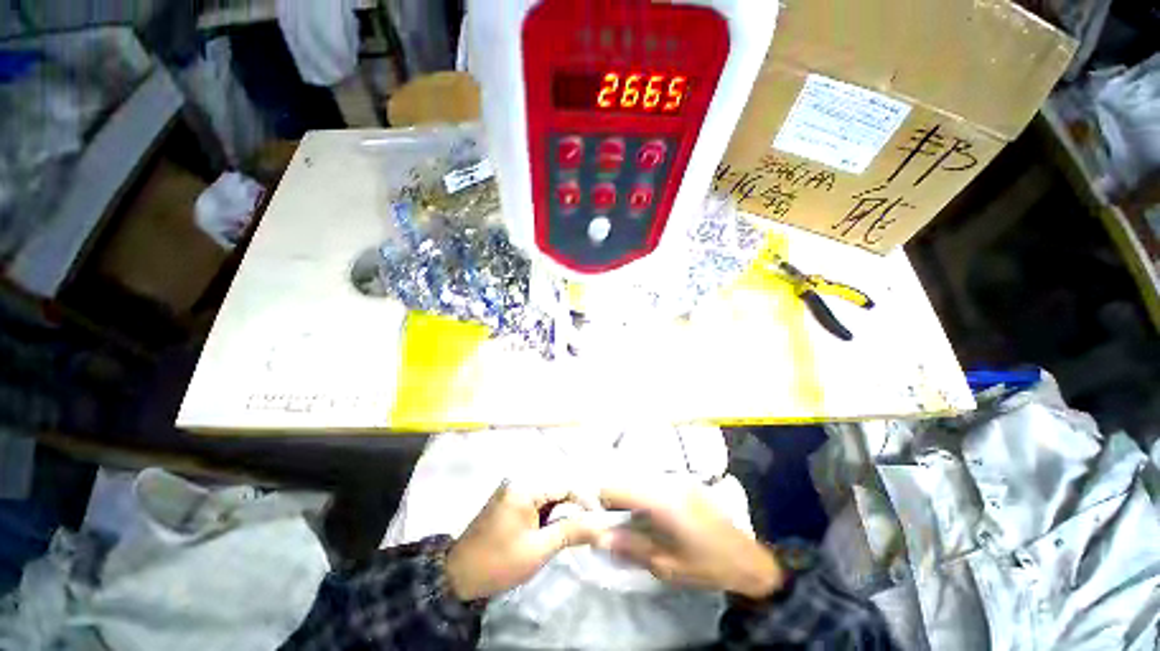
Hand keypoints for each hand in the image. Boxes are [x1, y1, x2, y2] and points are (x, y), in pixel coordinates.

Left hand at [446, 479, 604, 600]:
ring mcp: (513, 488)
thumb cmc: (499, 562)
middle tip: (589, 525)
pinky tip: (556, 527)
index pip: (564, 484)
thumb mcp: (538, 550)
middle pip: (557, 486)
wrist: (458, 576)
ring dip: (562, 510)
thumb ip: (570, 532)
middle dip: (574, 505)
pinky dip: (549, 513)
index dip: (584, 500)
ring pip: (548, 494)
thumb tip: (599, 524)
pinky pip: (537, 500)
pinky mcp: (509, 499)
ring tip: (575, 528)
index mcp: (524, 487)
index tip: (599, 518)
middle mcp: (519, 480)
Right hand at [596, 479, 785, 598]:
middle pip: (626, 480)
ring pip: (639, 480)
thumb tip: (598, 535)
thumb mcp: (666, 565)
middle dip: (614, 499)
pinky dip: (643, 495)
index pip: (617, 487)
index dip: (600, 498)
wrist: (748, 559)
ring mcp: (677, 479)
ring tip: (629, 521)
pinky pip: (653, 483)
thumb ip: (630, 547)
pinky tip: (649, 515)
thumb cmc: (706, 566)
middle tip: (611, 522)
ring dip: (628, 496)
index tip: (594, 516)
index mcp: (661, 500)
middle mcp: (667, 481)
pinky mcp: (684, 482)